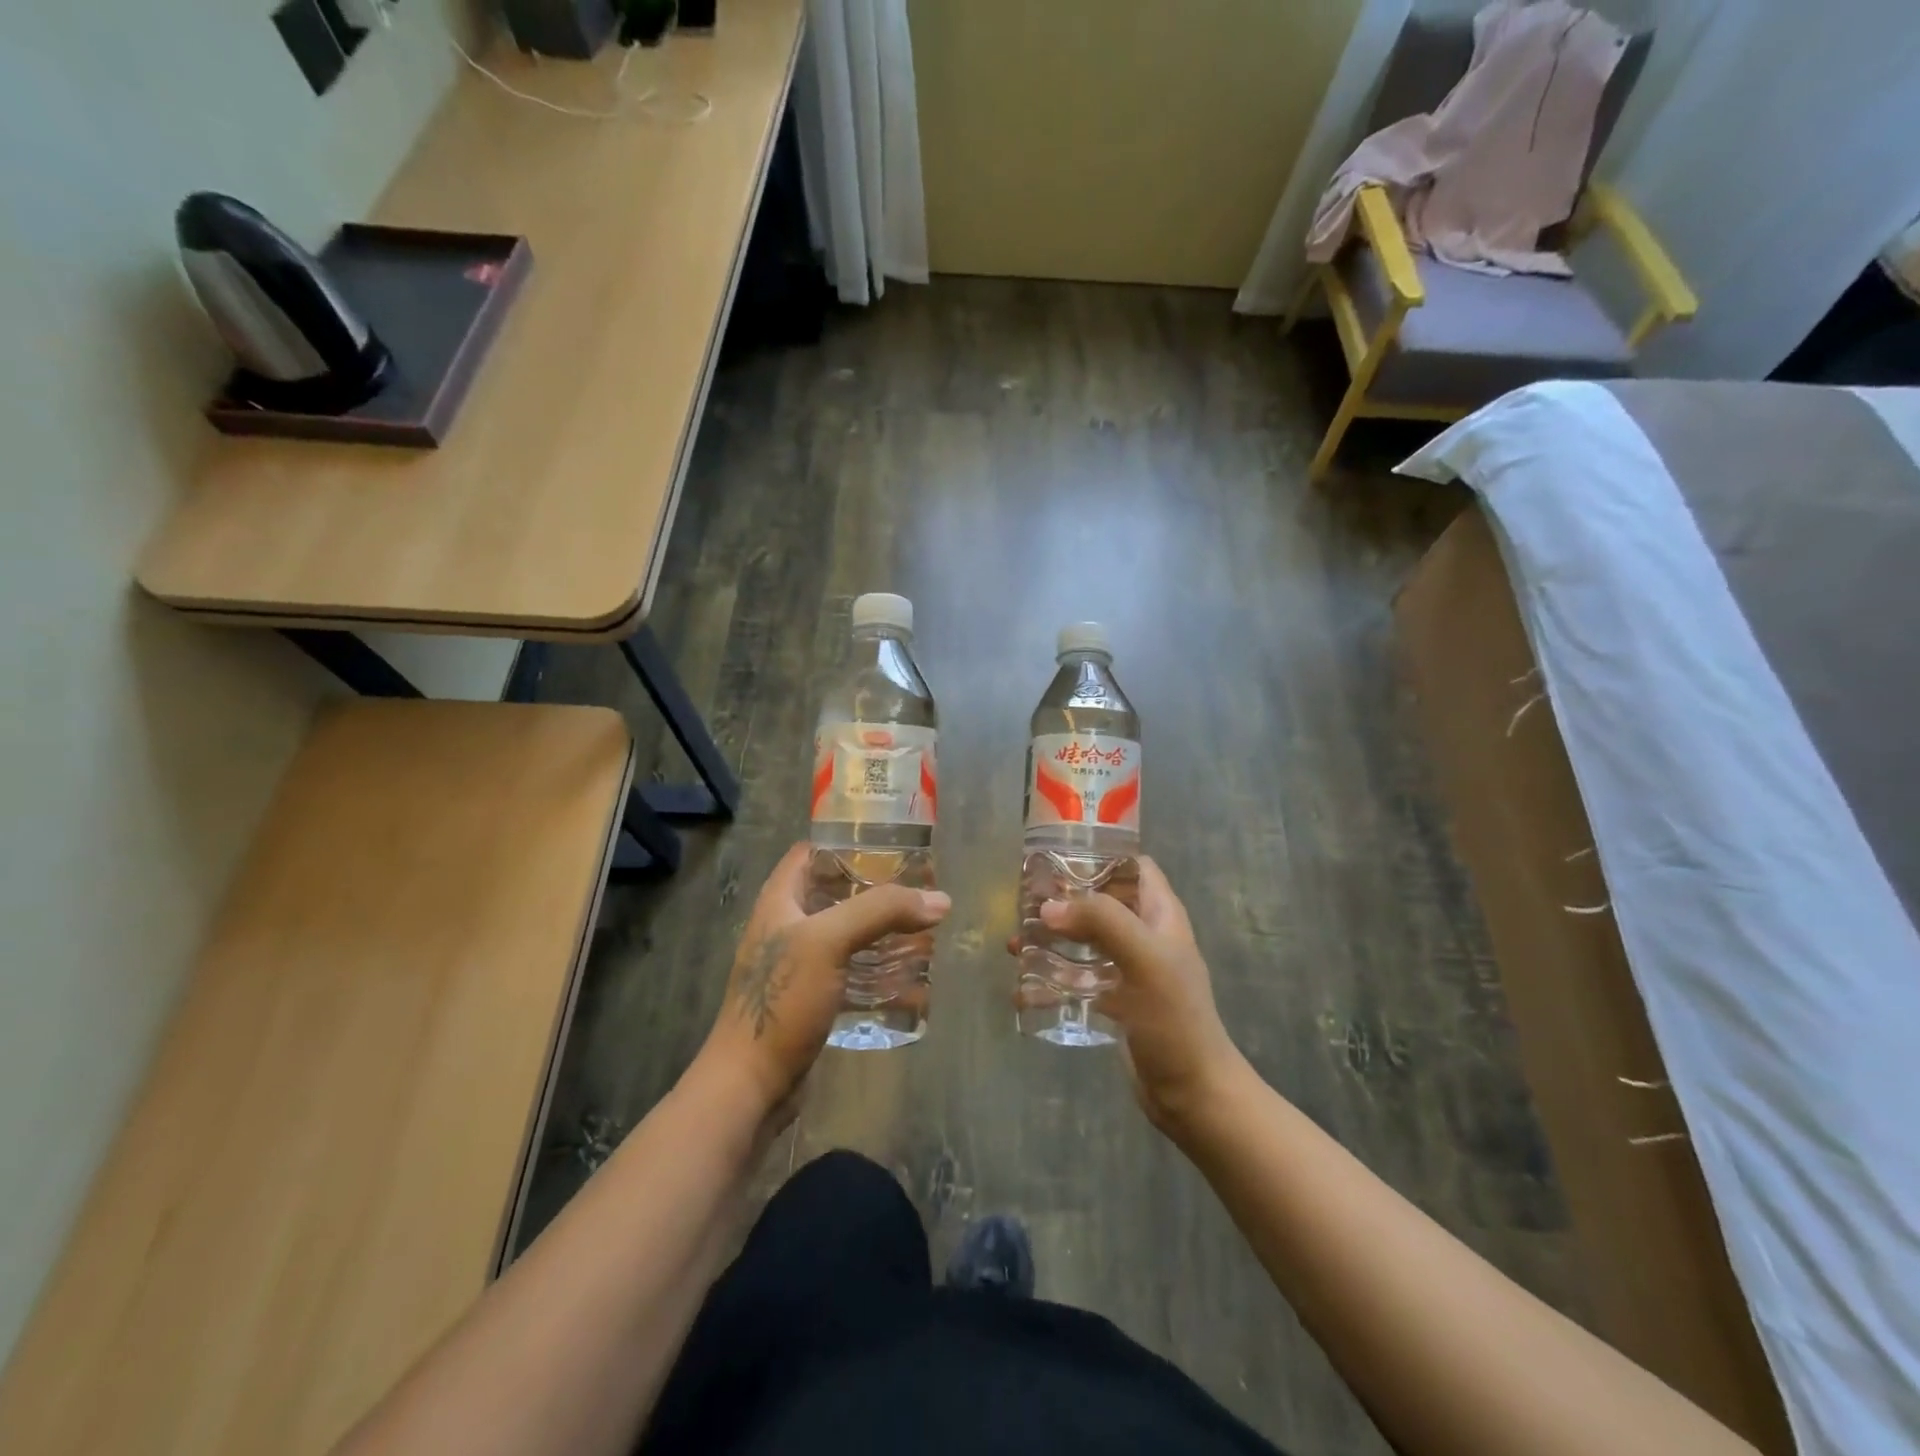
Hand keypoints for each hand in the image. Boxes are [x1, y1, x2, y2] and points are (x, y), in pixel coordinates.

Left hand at [694, 843, 951, 1119]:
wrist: (750, 1086)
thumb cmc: (782, 1001)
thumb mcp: (828, 942)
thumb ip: (881, 912)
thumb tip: (940, 900)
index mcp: (780, 901)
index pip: (812, 852)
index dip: (848, 842)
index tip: (893, 844)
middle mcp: (787, 926)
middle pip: (836, 892)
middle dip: (877, 890)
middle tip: (920, 890)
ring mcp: (799, 965)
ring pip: (847, 934)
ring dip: (882, 931)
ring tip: (923, 929)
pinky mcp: (812, 999)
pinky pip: (851, 973)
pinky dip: (879, 971)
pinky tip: (911, 978)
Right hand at [1025, 858, 1245, 1132]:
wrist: (1191, 1092)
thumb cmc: (1173, 1018)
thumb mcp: (1143, 958)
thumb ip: (1100, 921)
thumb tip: (1048, 907)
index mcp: (1160, 915)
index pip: (1133, 866)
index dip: (1100, 855)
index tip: (1057, 856)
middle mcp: (1146, 935)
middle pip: (1101, 902)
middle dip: (1063, 900)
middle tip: (1024, 902)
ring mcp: (1130, 970)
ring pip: (1085, 941)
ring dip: (1051, 940)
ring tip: (1015, 945)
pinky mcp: (1115, 1001)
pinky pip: (1078, 980)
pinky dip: (1052, 981)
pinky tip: (1023, 989)